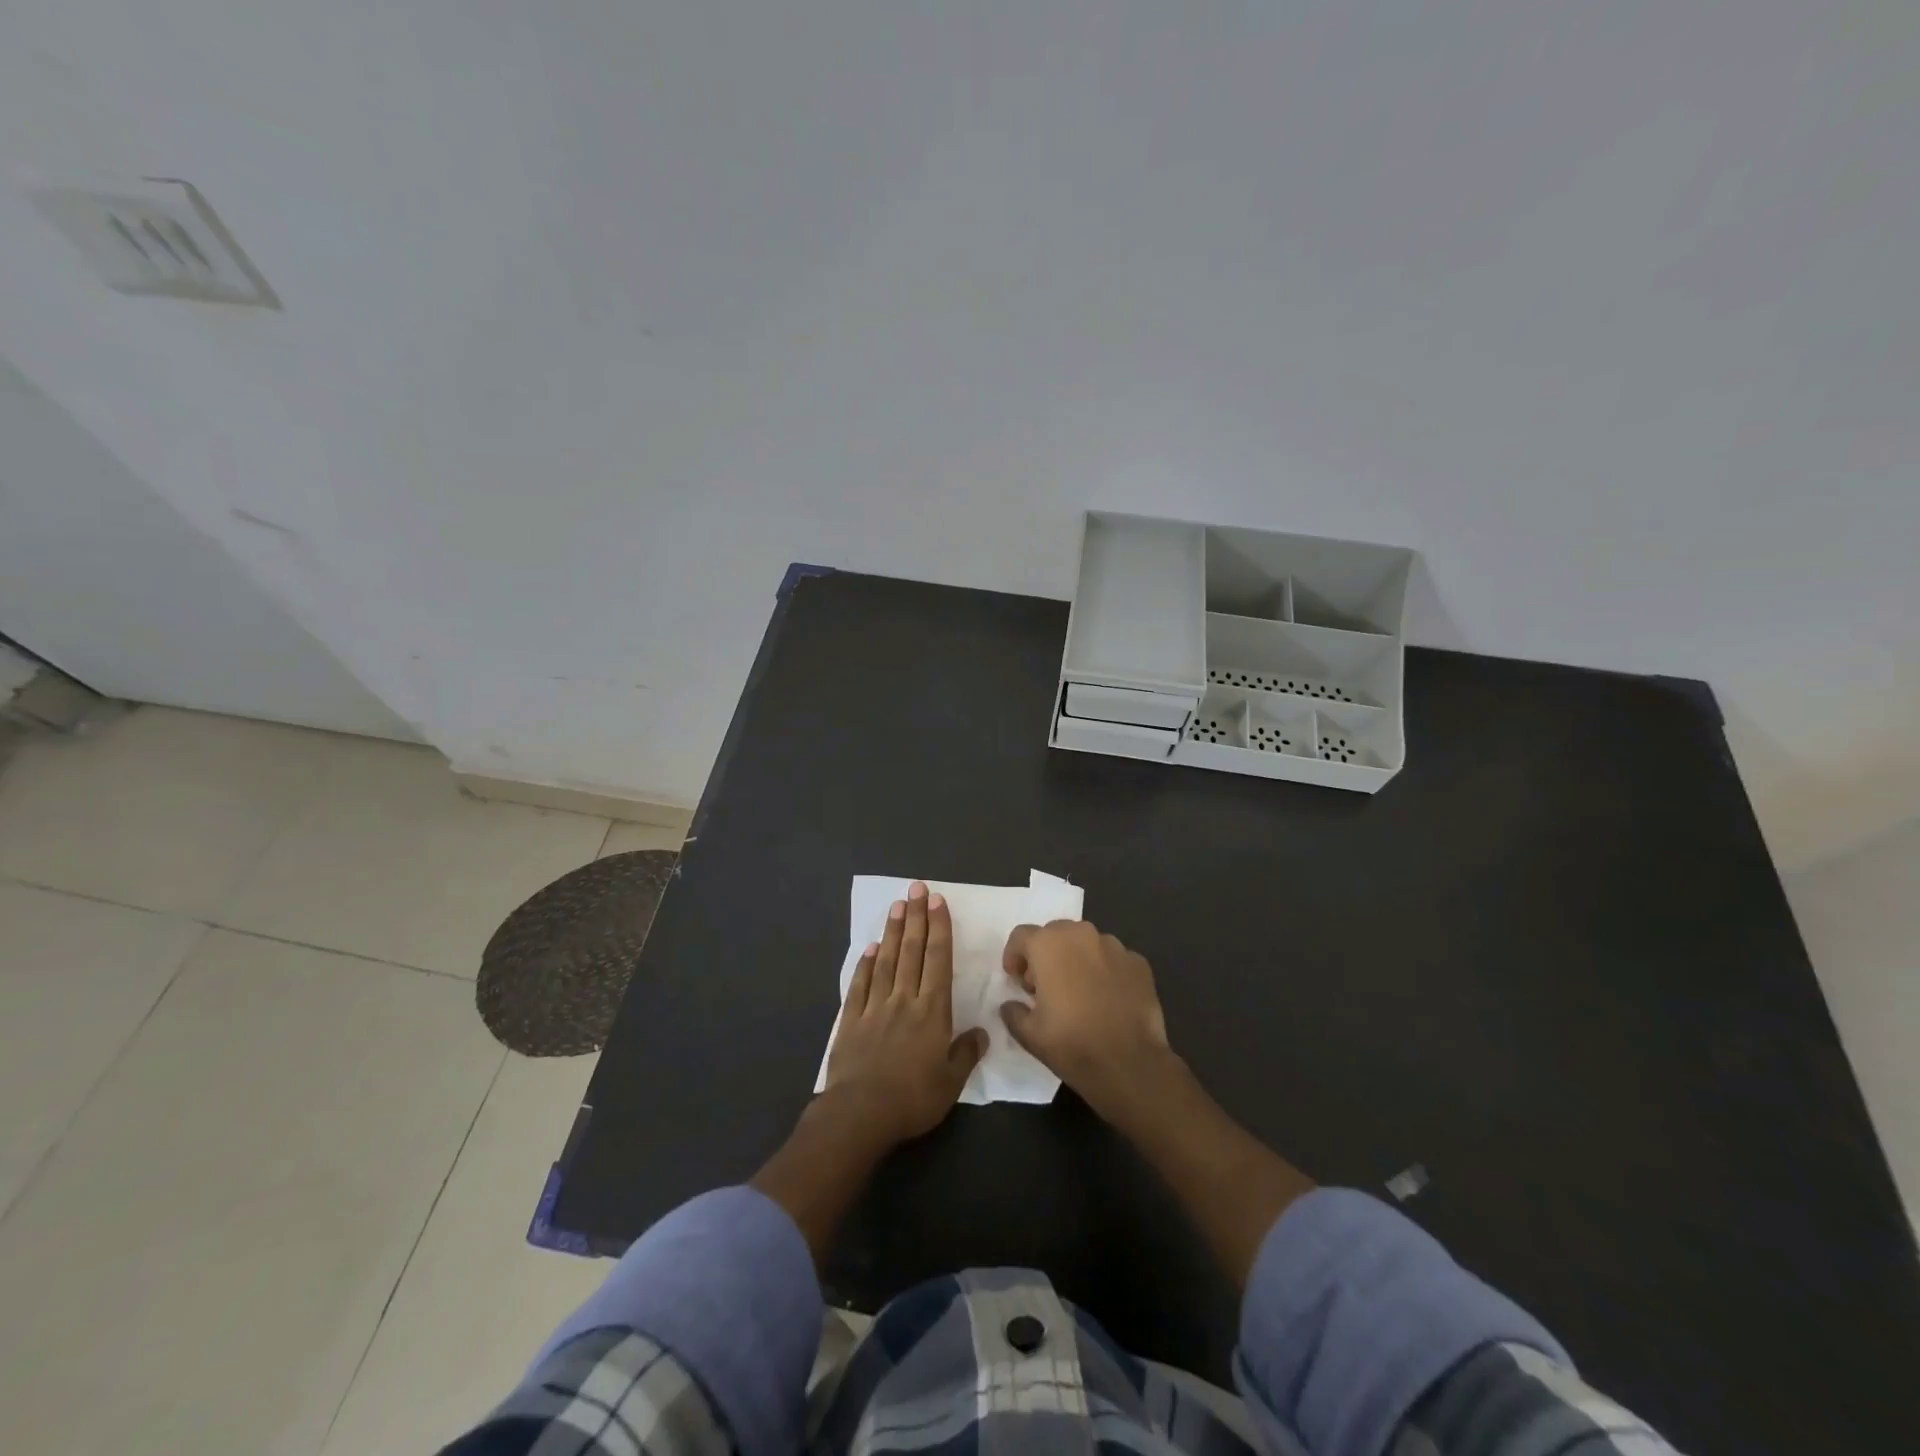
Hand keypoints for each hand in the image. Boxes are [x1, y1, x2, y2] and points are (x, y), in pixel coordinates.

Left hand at [824, 882, 988, 1144]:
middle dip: (916, 917)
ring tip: (896, 905)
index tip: (938, 901)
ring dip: (892, 931)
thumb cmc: (913, 1099)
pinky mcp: (851, 1020)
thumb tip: (982, 1032)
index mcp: (932, 1011)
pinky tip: (868, 949)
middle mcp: (904, 1000)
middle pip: (911, 951)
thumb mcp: (951, 1083)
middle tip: (917, 888)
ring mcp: (875, 1007)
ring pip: (885, 961)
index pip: (937, 960)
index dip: (939, 928)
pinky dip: (865, 964)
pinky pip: (860, 985)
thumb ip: (966, 1053)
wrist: (860, 1114)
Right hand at [999, 920, 1173, 1115]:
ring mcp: (1115, 946)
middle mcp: (1082, 934)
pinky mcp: (1139, 963)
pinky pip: (1113, 959)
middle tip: (1044, 987)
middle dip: (1045, 955)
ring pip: (1086, 944)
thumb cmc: (1072, 1044)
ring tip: (1078, 993)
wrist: (1130, 1065)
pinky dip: (1104, 971)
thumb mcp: (1028, 1034)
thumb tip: (1011, 1004)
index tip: (1016, 980)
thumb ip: (1013, 1011)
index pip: (1021, 936)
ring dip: (1076, 960)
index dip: (1014, 956)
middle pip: (1055, 934)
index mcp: (1049, 945)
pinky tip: (1106, 999)